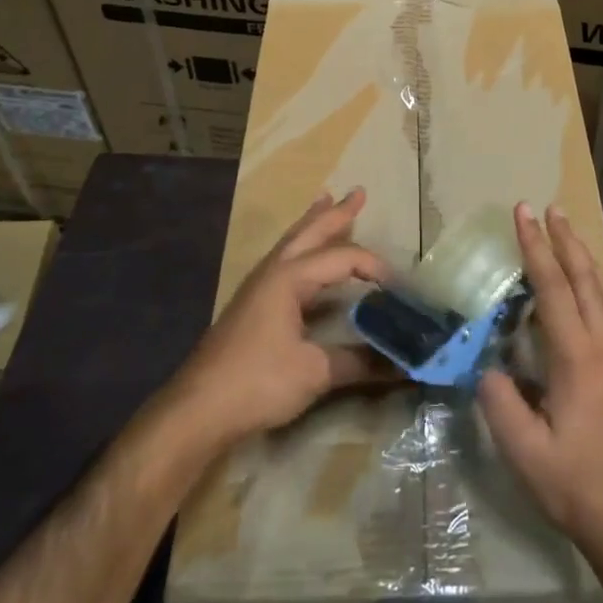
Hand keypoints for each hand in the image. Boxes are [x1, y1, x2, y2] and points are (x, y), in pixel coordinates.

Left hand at [169, 188, 393, 444]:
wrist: (198, 410)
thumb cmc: (257, 382)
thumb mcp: (315, 372)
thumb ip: (361, 363)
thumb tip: (405, 364)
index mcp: (289, 277)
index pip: (341, 257)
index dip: (373, 266)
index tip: (399, 285)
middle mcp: (273, 272)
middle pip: (309, 232)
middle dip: (335, 212)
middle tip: (357, 192)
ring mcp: (258, 287)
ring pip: (292, 243)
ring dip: (313, 223)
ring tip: (325, 200)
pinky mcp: (251, 306)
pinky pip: (283, 261)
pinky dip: (300, 247)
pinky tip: (302, 257)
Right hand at [479, 203, 602, 562]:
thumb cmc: (573, 483)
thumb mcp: (522, 450)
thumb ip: (499, 401)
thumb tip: (485, 365)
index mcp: (576, 356)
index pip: (552, 286)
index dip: (535, 247)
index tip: (523, 213)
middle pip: (584, 277)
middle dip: (564, 239)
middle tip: (548, 209)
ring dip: (584, 258)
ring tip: (569, 234)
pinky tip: (597, 294)